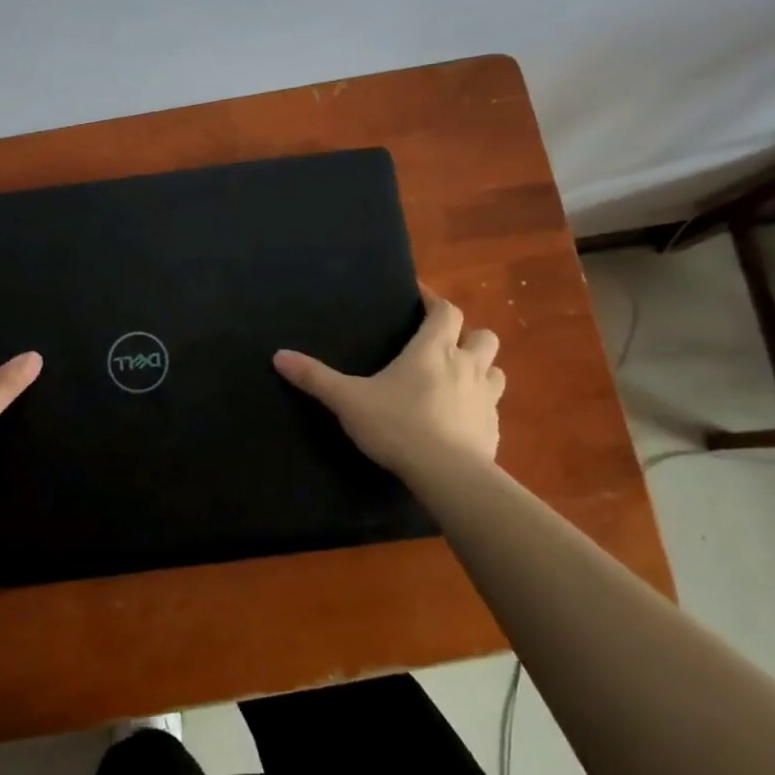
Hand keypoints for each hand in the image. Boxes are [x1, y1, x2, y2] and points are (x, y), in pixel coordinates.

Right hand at [273, 286, 504, 478]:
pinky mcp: (494, 429)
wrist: (447, 475)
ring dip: (481, 369)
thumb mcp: (348, 401)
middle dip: (468, 335)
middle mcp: (467, 366)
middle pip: (483, 336)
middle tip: (444, 345)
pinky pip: (493, 408)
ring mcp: (486, 399)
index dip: (435, 302)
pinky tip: (461, 420)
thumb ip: (315, 378)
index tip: (421, 299)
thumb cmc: (397, 426)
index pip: (445, 311)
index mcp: (433, 351)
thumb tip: (278, 356)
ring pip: (496, 370)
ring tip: (458, 379)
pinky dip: (480, 406)